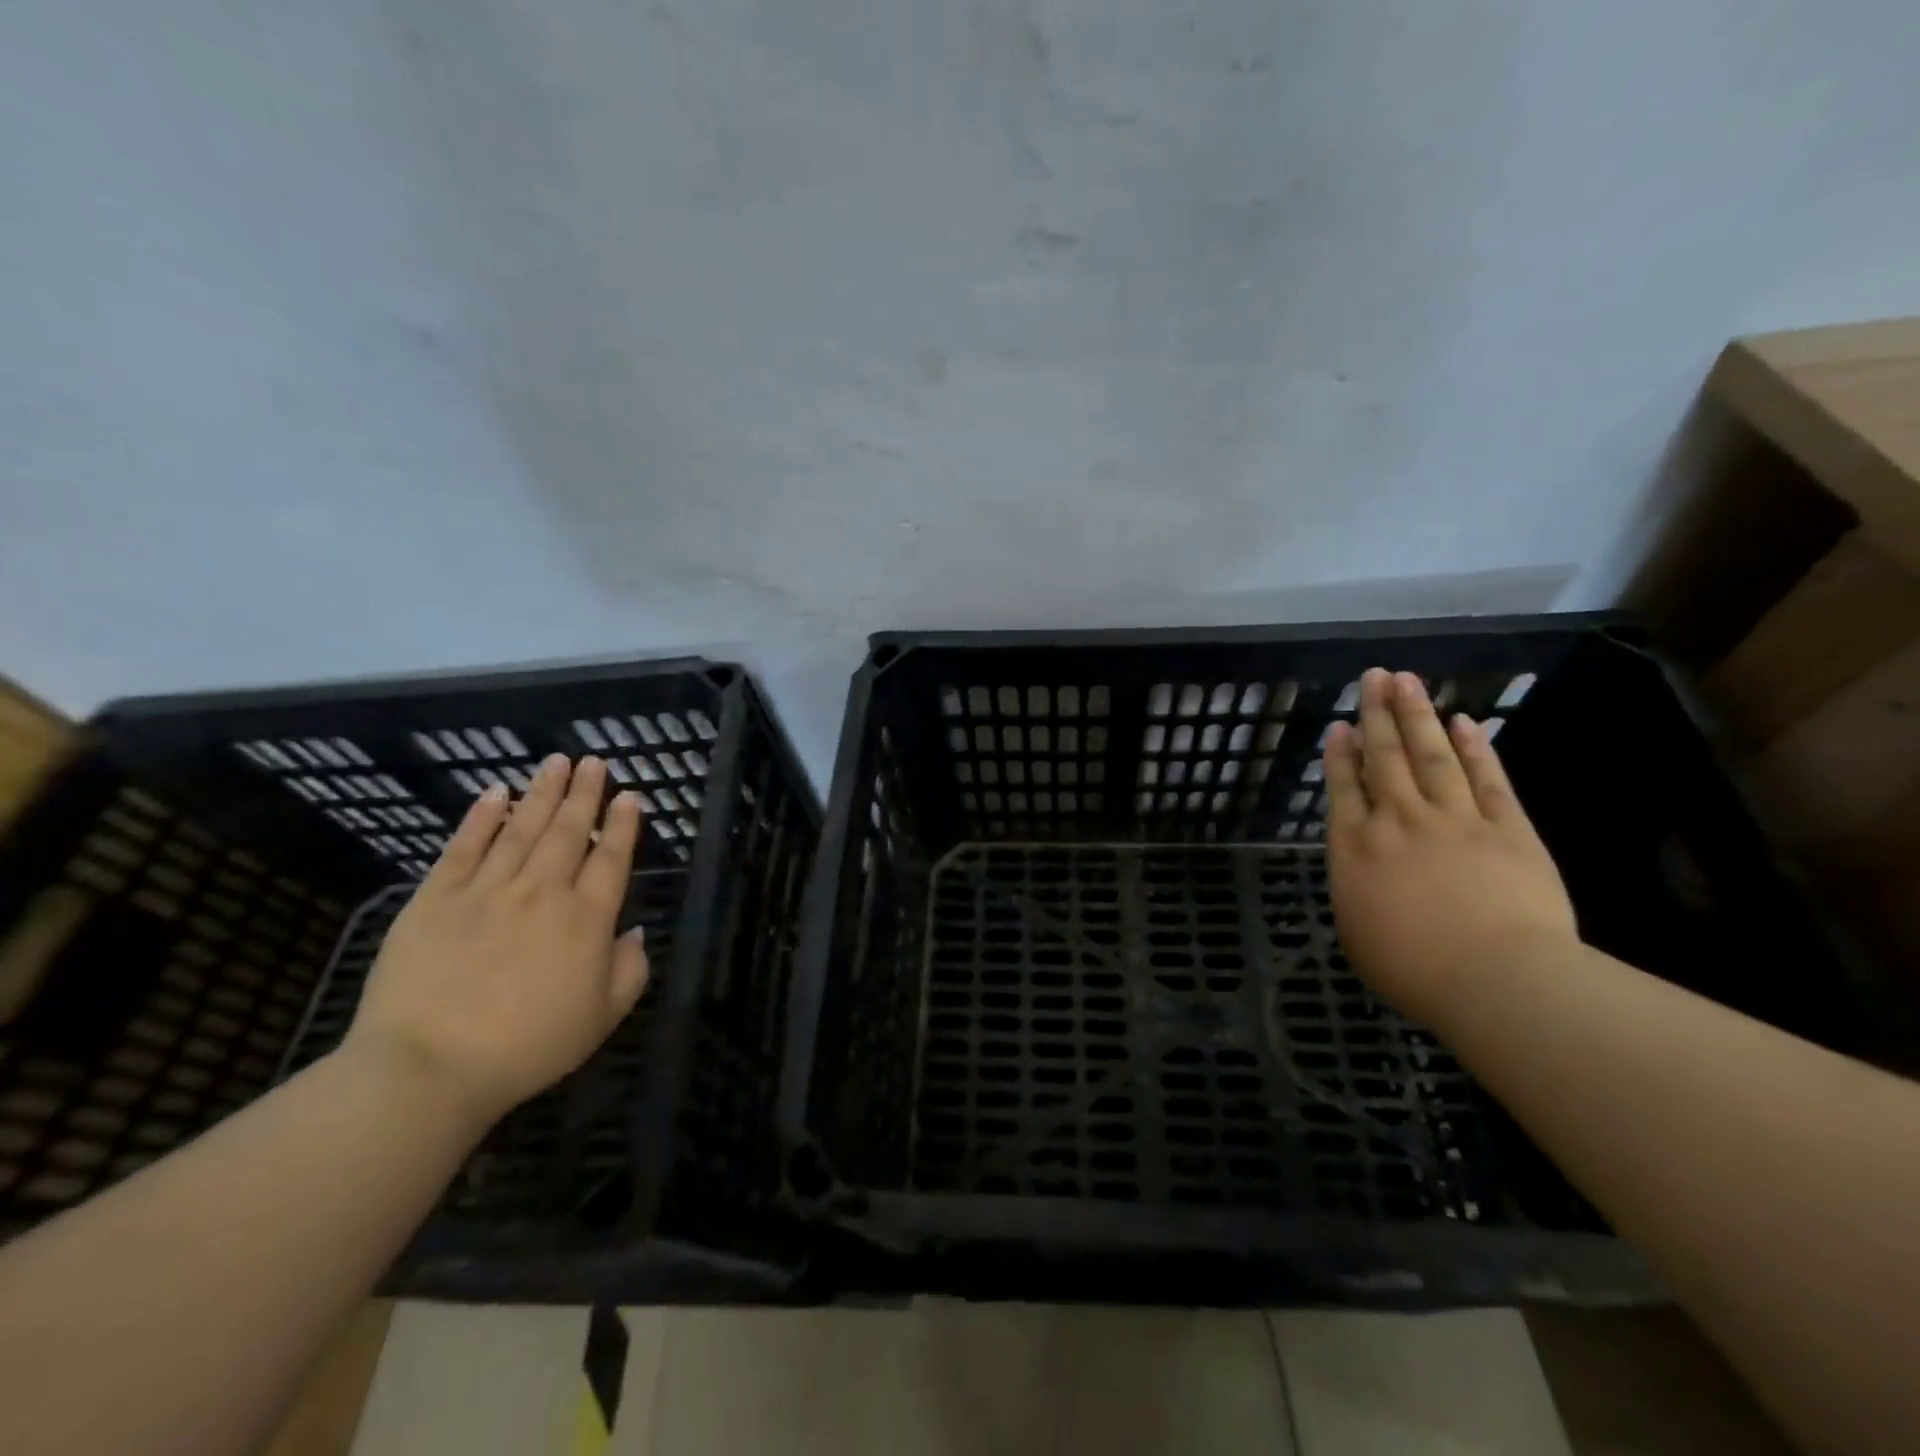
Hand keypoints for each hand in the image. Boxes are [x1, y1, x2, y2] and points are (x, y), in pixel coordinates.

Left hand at [342, 755, 649, 1126]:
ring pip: (521, 829)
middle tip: (593, 761)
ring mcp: (487, 891)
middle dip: (584, 793)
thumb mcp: (602, 1018)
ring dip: (541, 793)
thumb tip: (633, 933)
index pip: (611, 859)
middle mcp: (543, 892)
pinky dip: (481, 818)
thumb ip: (630, 970)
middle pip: (568, 831)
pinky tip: (495, 794)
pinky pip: (464, 848)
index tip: (630, 796)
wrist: (428, 1068)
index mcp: (586, 919)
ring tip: (556, 762)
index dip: (623, 825)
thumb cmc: (528, 1046)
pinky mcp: (436, 899)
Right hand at [1324, 668, 1577, 1024]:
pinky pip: (1486, 779)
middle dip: (1376, 715)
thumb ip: (1355, 886)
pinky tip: (1464, 722)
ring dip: (1416, 716)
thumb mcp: (1357, 931)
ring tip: (1406, 681)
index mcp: (1357, 848)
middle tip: (1373, 677)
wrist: (1497, 980)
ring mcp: (1454, 819)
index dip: (1341, 753)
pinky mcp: (1507, 828)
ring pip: (1430, 755)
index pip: (1344, 788)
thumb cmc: (1413, 969)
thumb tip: (1360, 861)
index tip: (1340, 725)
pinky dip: (1475, 748)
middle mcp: (1398, 821)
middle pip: (1384, 758)